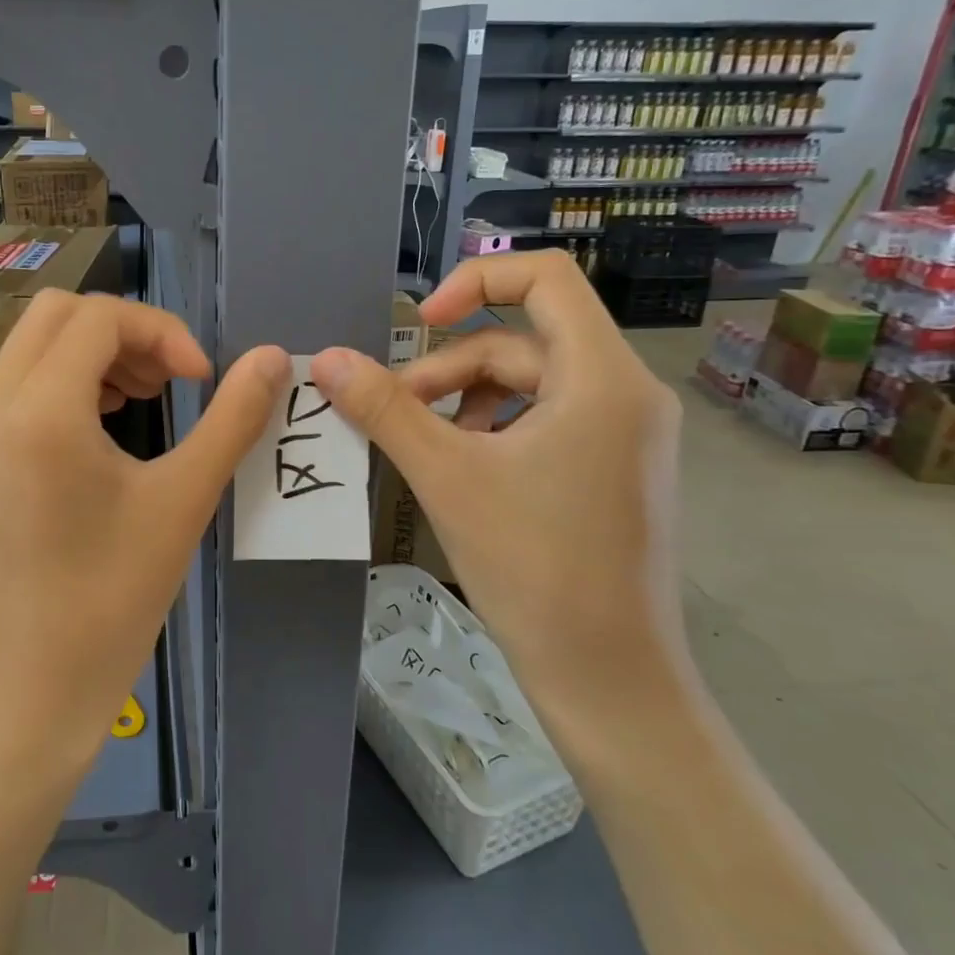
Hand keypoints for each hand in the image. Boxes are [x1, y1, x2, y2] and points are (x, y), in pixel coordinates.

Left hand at [0, 290, 288, 762]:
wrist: (34, 685)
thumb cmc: (113, 597)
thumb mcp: (184, 500)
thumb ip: (233, 418)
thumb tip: (273, 358)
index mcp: (39, 412)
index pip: (99, 318)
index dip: (163, 332)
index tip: (201, 379)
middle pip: (57, 313)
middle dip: (125, 331)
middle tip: (171, 379)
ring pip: (32, 344)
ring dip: (94, 351)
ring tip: (145, 398)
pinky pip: (17, 384)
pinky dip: (65, 379)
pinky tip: (105, 425)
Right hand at [311, 252, 684, 728]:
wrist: (608, 677)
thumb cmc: (532, 567)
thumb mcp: (446, 475)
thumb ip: (384, 408)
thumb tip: (327, 360)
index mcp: (602, 377)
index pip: (547, 277)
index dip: (475, 280)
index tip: (420, 324)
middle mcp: (626, 391)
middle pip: (522, 340)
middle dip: (450, 369)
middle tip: (393, 414)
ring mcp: (626, 432)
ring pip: (530, 383)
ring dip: (466, 401)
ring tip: (423, 447)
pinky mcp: (615, 467)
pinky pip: (547, 418)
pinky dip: (495, 428)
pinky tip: (461, 467)